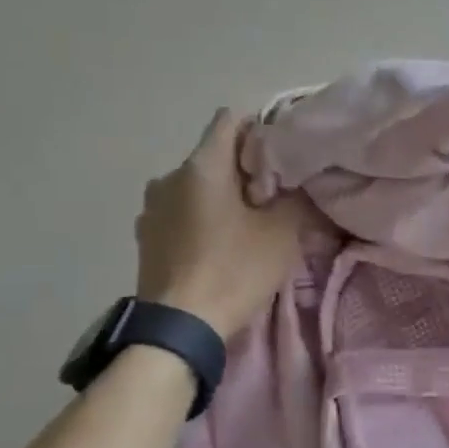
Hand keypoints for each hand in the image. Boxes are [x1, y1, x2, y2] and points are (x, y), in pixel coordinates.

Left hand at [134, 109, 307, 337]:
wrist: (179, 327)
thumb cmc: (234, 270)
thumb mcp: (283, 232)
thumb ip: (297, 198)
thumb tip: (302, 184)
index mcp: (202, 166)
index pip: (232, 119)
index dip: (261, 129)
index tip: (284, 156)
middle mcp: (170, 176)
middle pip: (216, 155)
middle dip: (246, 169)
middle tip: (275, 197)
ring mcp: (152, 207)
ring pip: (198, 185)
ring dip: (223, 196)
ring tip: (248, 225)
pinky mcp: (146, 236)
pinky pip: (183, 212)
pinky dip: (203, 218)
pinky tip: (220, 245)